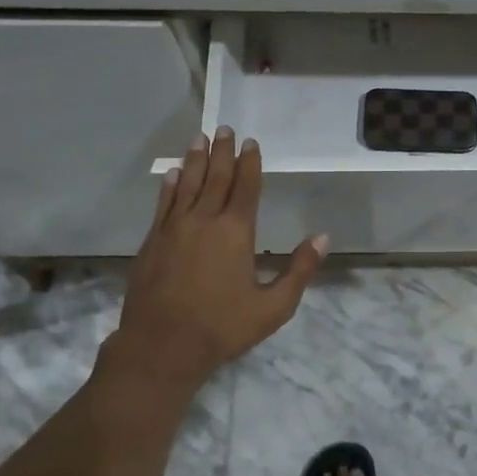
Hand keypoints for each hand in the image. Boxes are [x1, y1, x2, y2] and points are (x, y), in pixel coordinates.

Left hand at [106, 129, 327, 393]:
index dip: (251, 163)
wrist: (161, 346)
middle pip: (216, 177)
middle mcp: (204, 221)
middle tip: (225, 128)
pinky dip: (169, 186)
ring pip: (187, 185)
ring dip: (195, 160)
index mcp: (235, 232)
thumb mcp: (273, 307)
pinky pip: (164, 204)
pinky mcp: (153, 242)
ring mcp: (174, 229)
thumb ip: (299, 270)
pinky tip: (172, 174)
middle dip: (223, 152)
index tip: (252, 142)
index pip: (246, 187)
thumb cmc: (222, 328)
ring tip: (199, 138)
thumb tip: (323, 237)